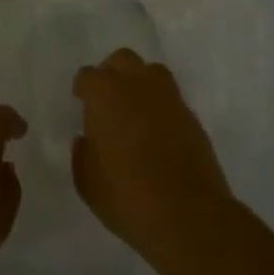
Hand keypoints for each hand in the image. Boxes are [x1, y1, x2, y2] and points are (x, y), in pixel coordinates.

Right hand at [73, 49, 235, 272]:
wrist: (189, 214)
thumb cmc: (127, 197)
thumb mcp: (88, 183)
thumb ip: (82, 155)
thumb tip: (85, 140)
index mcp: (105, 94)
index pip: (88, 77)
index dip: (83, 88)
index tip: (81, 102)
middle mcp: (137, 85)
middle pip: (122, 60)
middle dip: (112, 73)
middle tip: (107, 100)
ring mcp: (169, 98)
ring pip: (152, 72)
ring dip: (140, 83)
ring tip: (134, 110)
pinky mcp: (192, 116)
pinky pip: (171, 98)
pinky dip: (161, 107)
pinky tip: (157, 132)